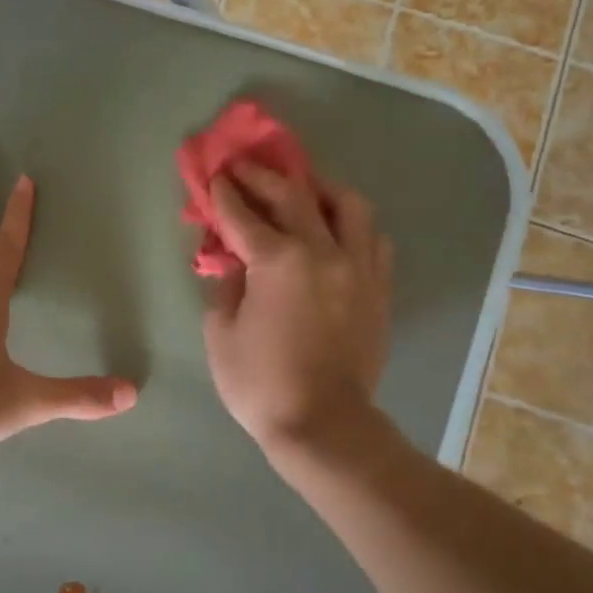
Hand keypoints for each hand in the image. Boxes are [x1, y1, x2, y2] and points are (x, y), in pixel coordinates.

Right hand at [200, 163, 392, 451]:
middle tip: (246, 167)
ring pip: (348, 206)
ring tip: (305, 190)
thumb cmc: (261, 384)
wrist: (323, 424)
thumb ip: (227, 287)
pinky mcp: (378, 289)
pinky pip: (373, 240)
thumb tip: (236, 265)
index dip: (225, 193)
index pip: (244, 215)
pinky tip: (338, 232)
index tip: (214, 176)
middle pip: (294, 196)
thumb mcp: (221, 335)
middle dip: (264, 176)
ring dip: (321, 189)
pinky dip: (353, 227)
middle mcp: (323, 252)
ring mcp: (358, 268)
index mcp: (278, 262)